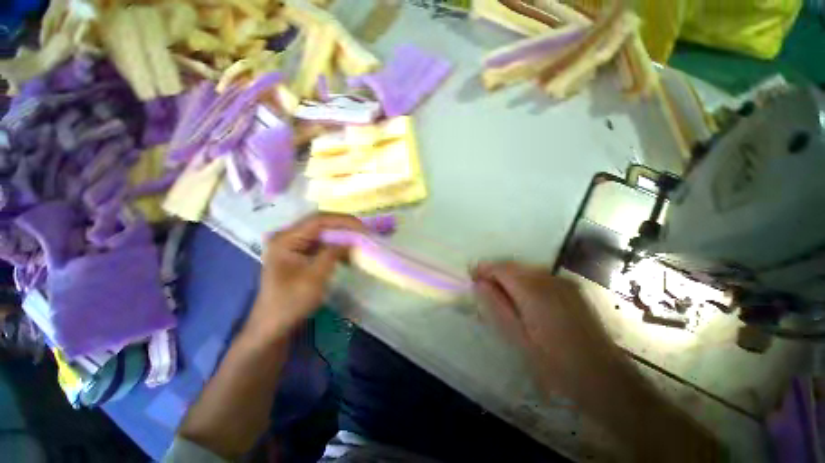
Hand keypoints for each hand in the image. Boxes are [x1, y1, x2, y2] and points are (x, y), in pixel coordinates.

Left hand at [246, 213, 365, 342]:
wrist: (274, 326)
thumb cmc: (291, 302)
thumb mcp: (315, 276)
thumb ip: (334, 253)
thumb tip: (352, 240)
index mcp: (285, 239)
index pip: (318, 220)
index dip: (343, 221)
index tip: (363, 227)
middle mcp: (287, 237)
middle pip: (320, 223)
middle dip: (343, 227)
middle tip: (364, 232)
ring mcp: (292, 245)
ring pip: (322, 233)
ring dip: (341, 236)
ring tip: (359, 240)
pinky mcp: (298, 254)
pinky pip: (320, 244)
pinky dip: (335, 246)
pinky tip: (347, 252)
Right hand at [472, 261, 622, 399]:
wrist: (603, 377)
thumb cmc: (554, 362)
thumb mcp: (517, 336)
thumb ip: (495, 305)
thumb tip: (479, 284)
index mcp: (532, 289)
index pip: (501, 268)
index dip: (483, 269)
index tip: (471, 277)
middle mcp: (548, 278)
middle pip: (513, 266)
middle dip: (495, 272)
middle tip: (483, 287)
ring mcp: (563, 282)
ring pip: (526, 270)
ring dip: (510, 276)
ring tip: (501, 294)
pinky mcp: (572, 288)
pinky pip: (540, 276)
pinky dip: (525, 281)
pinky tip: (525, 298)